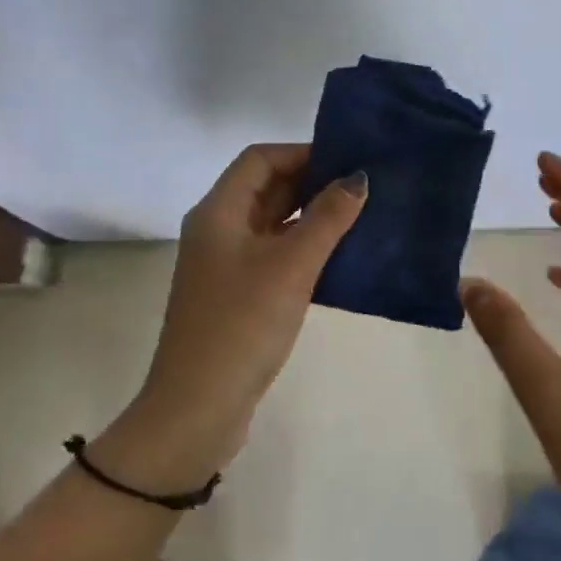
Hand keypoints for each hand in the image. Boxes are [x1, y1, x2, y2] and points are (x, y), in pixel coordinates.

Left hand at [96, 144, 366, 492]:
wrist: (198, 408)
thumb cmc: (242, 325)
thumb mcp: (291, 266)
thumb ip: (327, 218)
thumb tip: (358, 178)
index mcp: (218, 212)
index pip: (260, 159)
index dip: (302, 153)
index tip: (347, 160)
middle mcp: (217, 230)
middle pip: (266, 188)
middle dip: (312, 183)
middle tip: (362, 188)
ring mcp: (225, 264)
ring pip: (272, 223)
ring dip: (311, 217)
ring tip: (360, 217)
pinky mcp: (237, 294)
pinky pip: (274, 254)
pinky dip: (304, 248)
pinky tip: (339, 257)